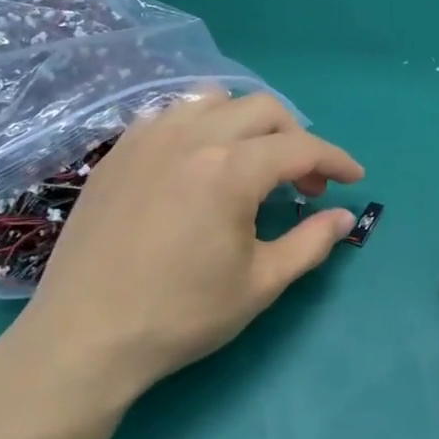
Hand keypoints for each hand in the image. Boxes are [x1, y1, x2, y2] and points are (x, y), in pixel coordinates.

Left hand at [0, 89, 362, 409]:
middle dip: (296, 138)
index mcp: (231, 169)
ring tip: (253, 162)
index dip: (336, 160)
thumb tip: (343, 217)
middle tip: (305, 182)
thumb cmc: (181, 315)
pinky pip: (170, 114)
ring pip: (213, 100)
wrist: (84, 337)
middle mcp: (191, 137)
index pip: (301, 146)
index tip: (354, 178)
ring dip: (247, 123)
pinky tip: (199, 162)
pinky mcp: (118, 153)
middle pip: (262, 109)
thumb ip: (310, 243)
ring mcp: (147, 139)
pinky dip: (200, 125)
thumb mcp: (260, 284)